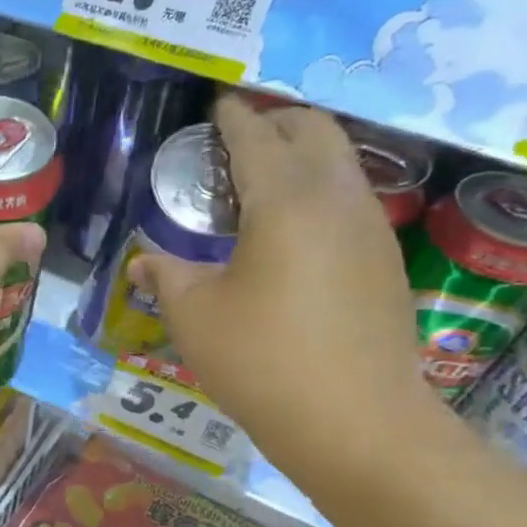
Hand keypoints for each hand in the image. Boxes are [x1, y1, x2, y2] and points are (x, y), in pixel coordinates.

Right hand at [130, 93, 437, 463]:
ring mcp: (370, 229)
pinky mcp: (383, 261)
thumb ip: (166, 276)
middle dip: (277, 121)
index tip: (218, 105)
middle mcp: (337, 199)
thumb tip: (143, 261)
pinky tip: (292, 228)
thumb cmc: (261, 361)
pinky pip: (350, 200)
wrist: (355, 421)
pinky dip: (319, 191)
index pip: (258, 138)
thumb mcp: (194, 316)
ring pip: (340, 163)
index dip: (233, 118)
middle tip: (238, 136)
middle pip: (315, 131)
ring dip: (303, 155)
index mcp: (286, 201)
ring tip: (262, 179)